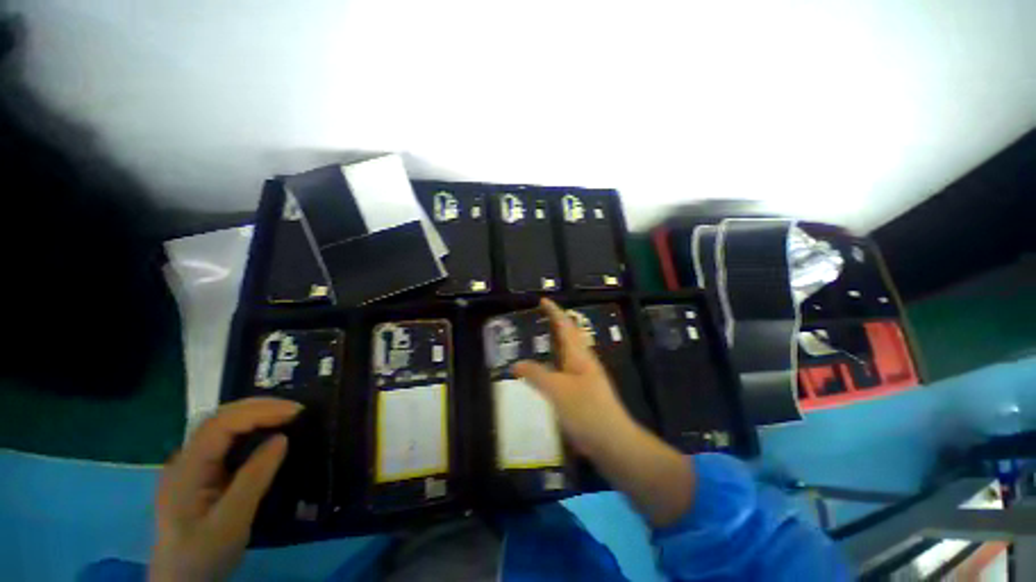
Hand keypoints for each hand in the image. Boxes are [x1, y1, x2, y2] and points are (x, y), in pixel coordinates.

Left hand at [150, 398, 301, 581]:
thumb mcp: (231, 522)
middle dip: (259, 407)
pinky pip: (225, 441)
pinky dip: (250, 429)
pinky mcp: (200, 474)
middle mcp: (185, 459)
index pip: (220, 425)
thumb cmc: (203, 554)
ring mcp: (190, 466)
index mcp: (186, 469)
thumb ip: (254, 479)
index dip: (258, 411)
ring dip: (255, 415)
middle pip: (219, 419)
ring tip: (286, 415)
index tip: (295, 412)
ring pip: (222, 427)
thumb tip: (282, 438)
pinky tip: (265, 433)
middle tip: (295, 410)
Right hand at [513, 299, 694, 525]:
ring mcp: (585, 377)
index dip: (554, 312)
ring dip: (555, 343)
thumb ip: (536, 375)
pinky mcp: (583, 392)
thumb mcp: (557, 391)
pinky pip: (565, 369)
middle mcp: (584, 362)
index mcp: (579, 355)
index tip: (543, 300)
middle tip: (537, 319)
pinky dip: (554, 363)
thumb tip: (516, 364)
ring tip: (538, 340)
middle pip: (569, 336)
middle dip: (555, 324)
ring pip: (567, 353)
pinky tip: (545, 372)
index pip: (565, 326)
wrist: (613, 442)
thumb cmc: (587, 411)